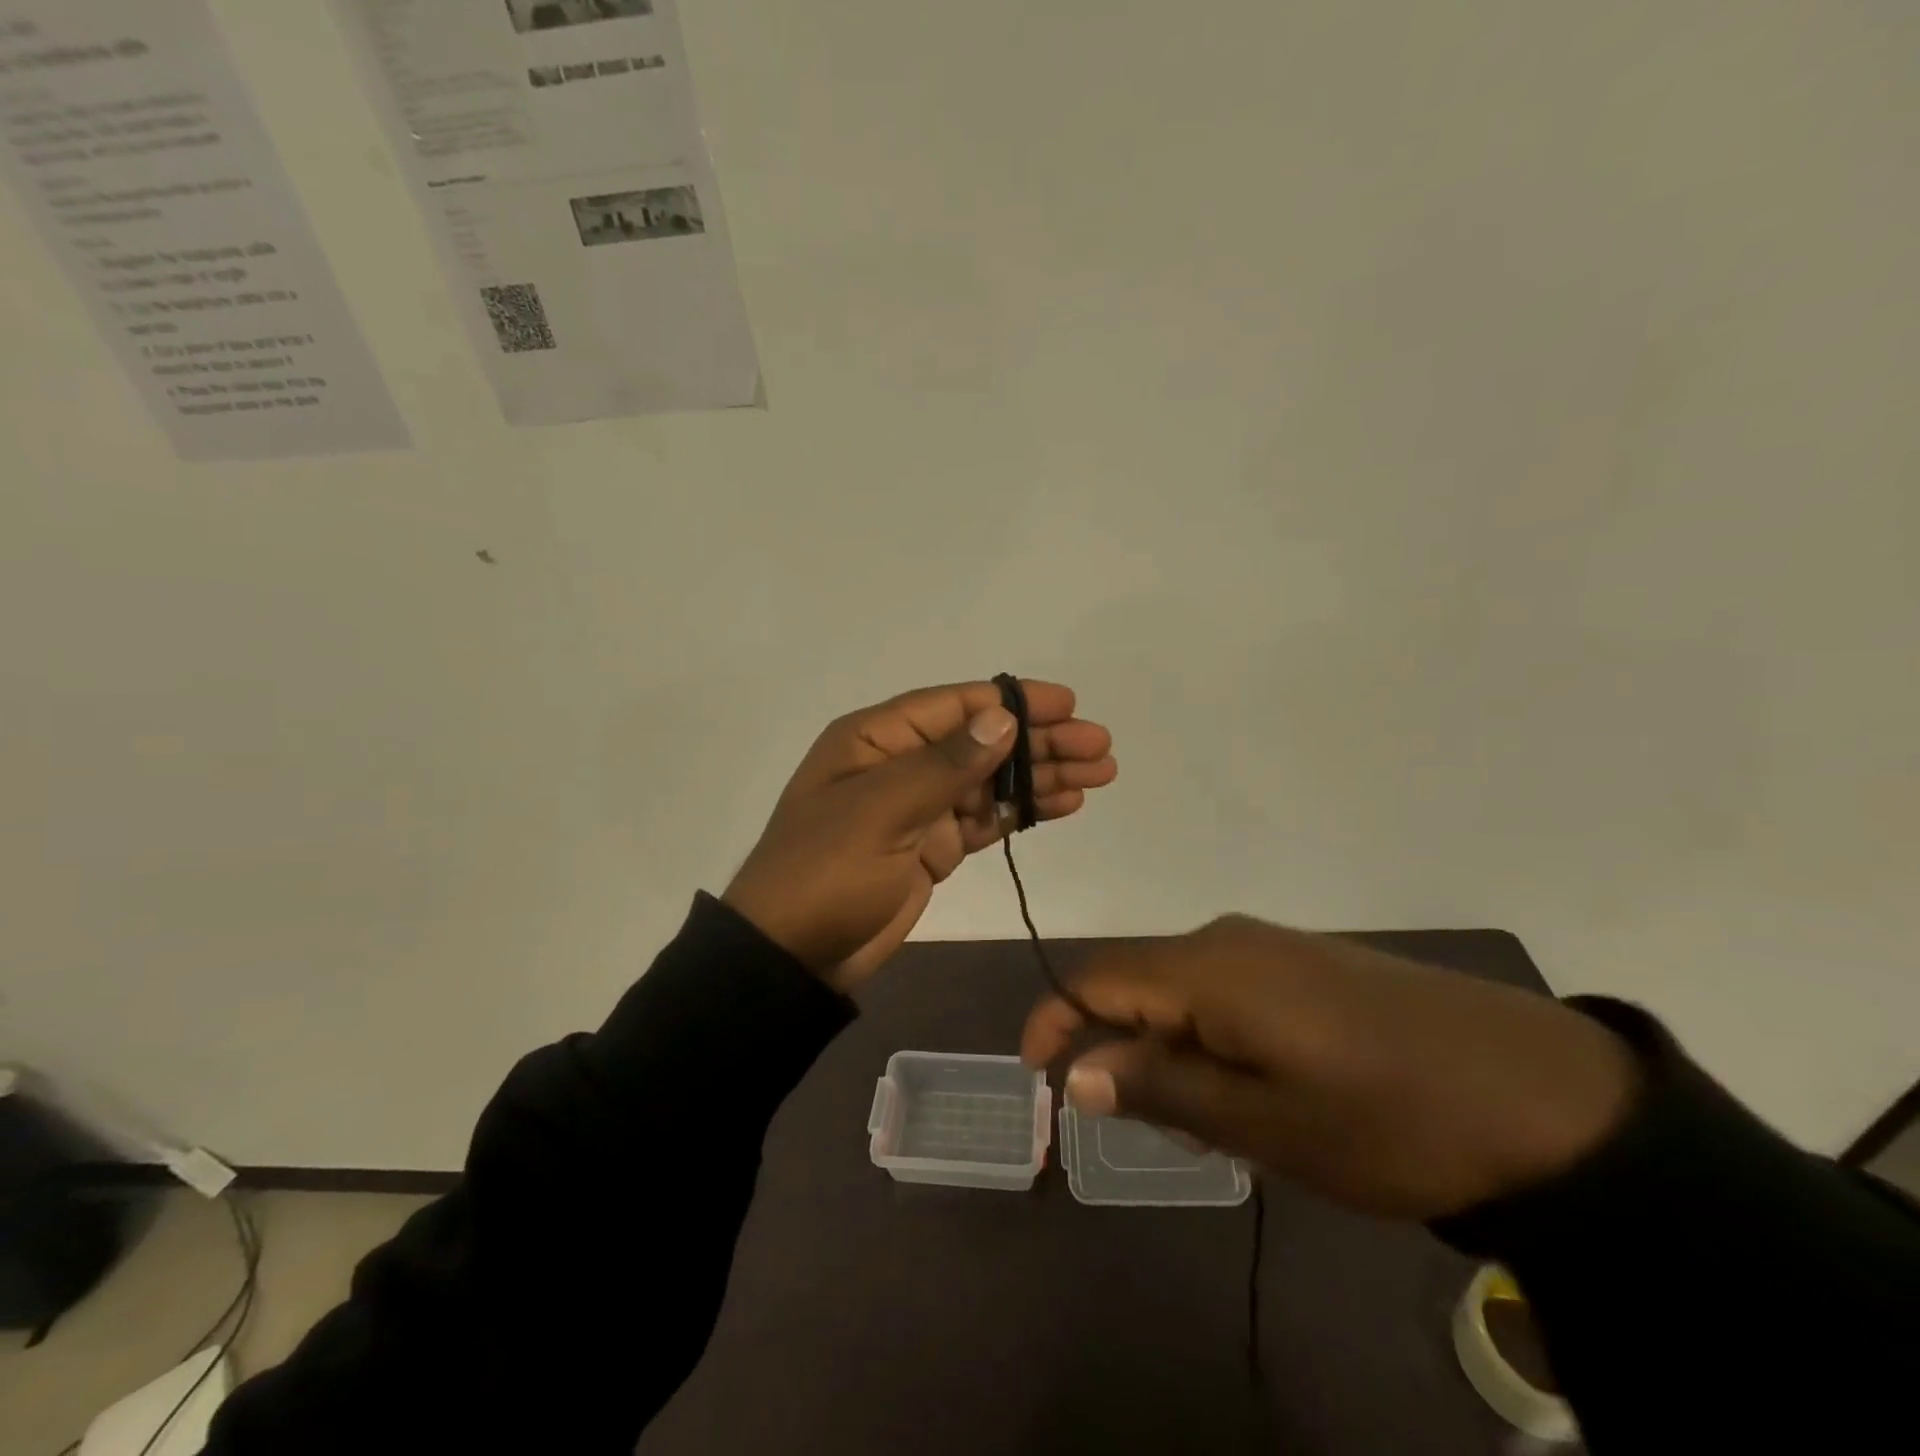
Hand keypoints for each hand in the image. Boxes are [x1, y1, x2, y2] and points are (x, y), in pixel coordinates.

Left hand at [724, 680, 1116, 993]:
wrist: (793, 956)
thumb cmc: (826, 871)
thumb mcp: (881, 810)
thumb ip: (945, 765)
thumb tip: (1002, 718)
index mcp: (877, 739)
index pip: (956, 706)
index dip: (1013, 702)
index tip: (1067, 704)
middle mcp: (901, 763)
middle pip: (982, 742)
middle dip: (1041, 741)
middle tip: (1100, 746)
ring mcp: (920, 807)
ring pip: (992, 781)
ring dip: (1042, 776)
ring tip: (1100, 774)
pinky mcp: (934, 846)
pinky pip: (986, 819)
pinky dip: (1023, 812)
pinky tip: (1063, 805)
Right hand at [1021, 915, 1638, 1218]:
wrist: (1541, 1094)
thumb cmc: (1387, 1117)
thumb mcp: (1264, 1122)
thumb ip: (1162, 1087)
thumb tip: (1080, 1069)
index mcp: (1207, 969)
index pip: (1097, 977)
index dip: (1057, 1020)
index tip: (1037, 1073)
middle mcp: (1228, 942)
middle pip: (1138, 984)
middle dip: (1126, 1050)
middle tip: (1157, 1126)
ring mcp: (1272, 950)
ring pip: (1184, 994)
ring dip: (1174, 1053)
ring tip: (1219, 1125)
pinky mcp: (1307, 967)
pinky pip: (1228, 994)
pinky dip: (1214, 1042)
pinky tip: (1259, 1094)